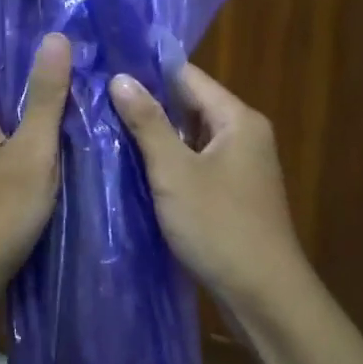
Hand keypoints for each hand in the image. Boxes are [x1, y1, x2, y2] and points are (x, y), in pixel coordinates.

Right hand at [109, 64, 313, 314]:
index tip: (106, 68)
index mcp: (238, 119)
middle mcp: (245, 134)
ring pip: (191, 138)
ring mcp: (241, 166)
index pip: (188, 77)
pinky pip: (196, 164)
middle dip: (148, 105)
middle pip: (190, 106)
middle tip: (98, 100)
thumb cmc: (219, 226)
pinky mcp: (233, 193)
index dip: (148, 71)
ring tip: (107, 129)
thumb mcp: (175, 172)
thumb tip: (121, 77)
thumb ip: (148, 123)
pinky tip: (135, 168)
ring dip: (157, 137)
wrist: (264, 295)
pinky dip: (170, 163)